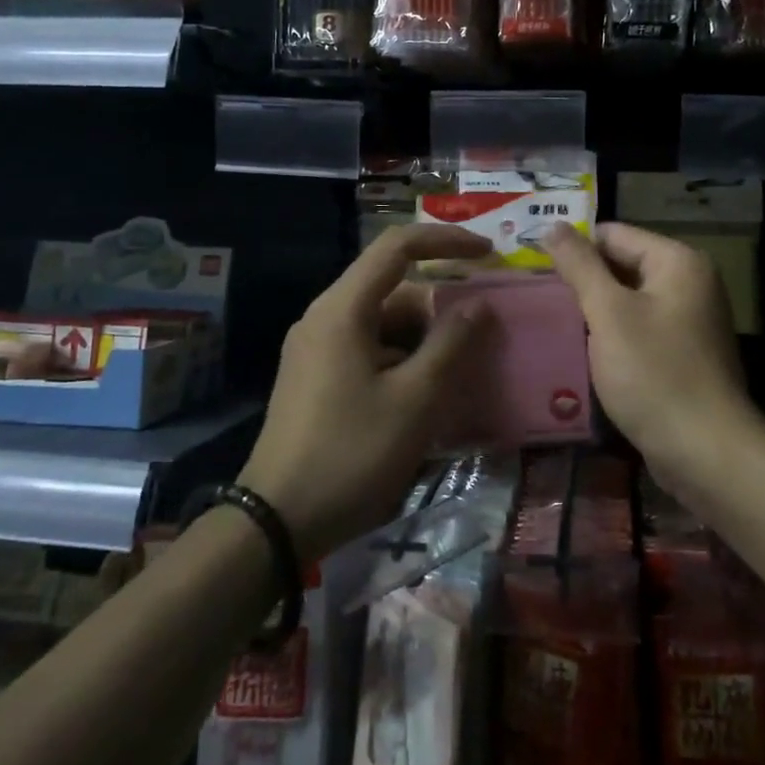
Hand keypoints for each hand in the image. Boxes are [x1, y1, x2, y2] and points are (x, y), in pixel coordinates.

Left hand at [240, 224, 492, 560]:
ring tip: (464, 372)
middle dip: (441, 306)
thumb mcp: (414, 400)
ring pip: (383, 325)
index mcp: (343, 310)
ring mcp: (315, 350)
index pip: (397, 247)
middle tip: (484, 334)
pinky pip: (369, 351)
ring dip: (425, 339)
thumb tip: (478, 305)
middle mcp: (325, 319)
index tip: (487, 253)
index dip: (446, 241)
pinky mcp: (315, 379)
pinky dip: (403, 361)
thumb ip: (451, 345)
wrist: (276, 523)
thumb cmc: (351, 453)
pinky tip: (428, 396)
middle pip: (393, 290)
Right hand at [543, 222, 763, 492]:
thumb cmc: (654, 373)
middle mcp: (690, 283)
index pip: (613, 234)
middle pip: (623, 265)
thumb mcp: (609, 313)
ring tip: (551, 322)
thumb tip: (552, 225)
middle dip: (583, 281)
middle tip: (537, 297)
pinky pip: (639, 330)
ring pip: (628, 301)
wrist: (705, 452)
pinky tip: (583, 352)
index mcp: (678, 262)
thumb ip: (580, 266)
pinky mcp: (684, 354)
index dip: (574, 248)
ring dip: (594, 311)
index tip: (534, 268)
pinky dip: (613, 336)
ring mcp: (690, 320)